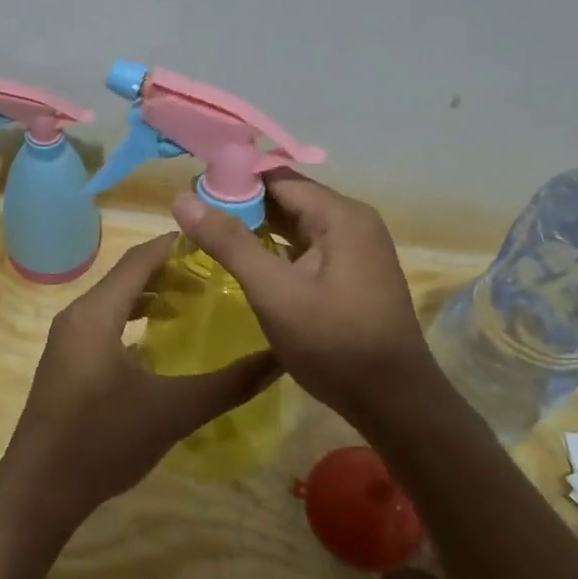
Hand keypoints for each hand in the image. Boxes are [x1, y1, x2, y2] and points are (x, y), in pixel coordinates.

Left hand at [0, 234, 279, 538]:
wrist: (39, 490)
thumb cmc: (103, 441)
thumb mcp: (173, 411)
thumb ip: (229, 384)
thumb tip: (279, 359)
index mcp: (97, 313)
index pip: (140, 259)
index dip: (176, 245)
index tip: (216, 241)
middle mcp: (77, 316)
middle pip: (127, 276)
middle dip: (170, 270)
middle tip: (216, 274)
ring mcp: (67, 340)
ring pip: (114, 301)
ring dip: (151, 296)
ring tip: (194, 301)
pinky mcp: (66, 362)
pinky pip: (104, 324)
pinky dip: (133, 321)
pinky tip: (160, 343)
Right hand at [171, 172, 436, 422]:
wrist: (394, 401)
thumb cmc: (334, 344)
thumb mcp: (274, 293)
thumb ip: (229, 243)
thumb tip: (182, 198)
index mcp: (340, 214)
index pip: (276, 177)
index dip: (231, 180)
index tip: (191, 191)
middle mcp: (352, 220)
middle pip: (287, 196)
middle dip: (241, 203)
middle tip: (194, 216)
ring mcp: (356, 246)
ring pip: (296, 221)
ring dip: (257, 225)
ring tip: (210, 233)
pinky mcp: (353, 270)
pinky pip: (307, 244)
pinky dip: (276, 246)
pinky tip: (247, 259)